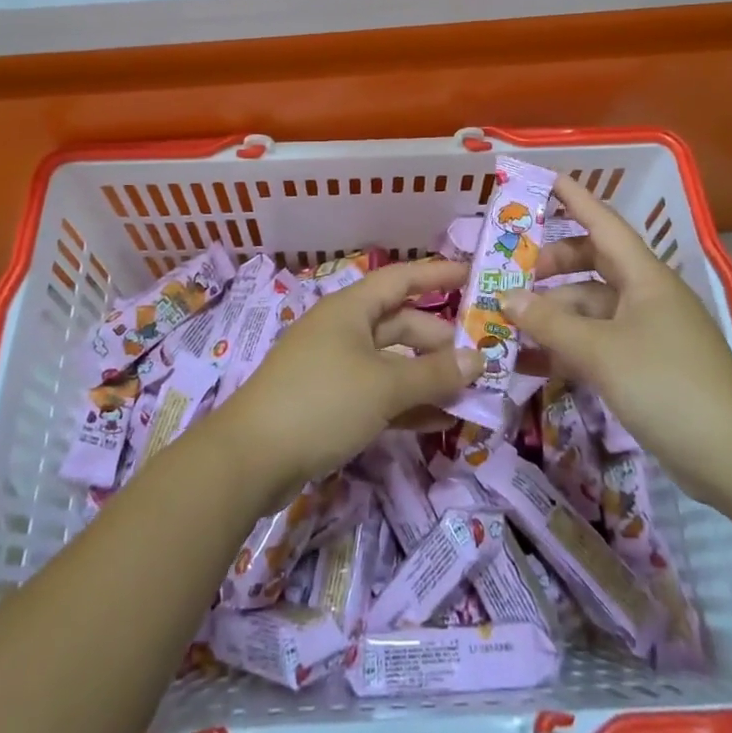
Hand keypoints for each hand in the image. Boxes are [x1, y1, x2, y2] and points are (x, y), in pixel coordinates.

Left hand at [208, 259, 480, 509]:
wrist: (251, 457)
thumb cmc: (322, 401)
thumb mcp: (385, 386)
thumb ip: (434, 372)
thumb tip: (477, 358)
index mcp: (351, 308)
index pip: (402, 279)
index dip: (437, 275)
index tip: (473, 276)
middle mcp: (344, 330)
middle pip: (400, 324)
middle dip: (439, 340)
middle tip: (480, 359)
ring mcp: (335, 367)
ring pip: (391, 362)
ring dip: (427, 377)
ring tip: (469, 395)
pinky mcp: (330, 403)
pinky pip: (378, 394)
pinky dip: (406, 404)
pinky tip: (438, 422)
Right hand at [506, 176, 731, 493]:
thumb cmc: (668, 386)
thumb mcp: (601, 352)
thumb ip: (550, 322)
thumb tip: (506, 297)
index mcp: (644, 277)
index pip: (603, 222)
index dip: (573, 198)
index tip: (541, 177)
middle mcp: (645, 296)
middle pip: (592, 263)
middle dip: (551, 264)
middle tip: (510, 273)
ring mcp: (646, 332)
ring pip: (590, 306)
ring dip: (553, 311)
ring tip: (508, 321)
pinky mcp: (644, 367)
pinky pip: (596, 342)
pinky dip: (566, 346)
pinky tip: (532, 361)